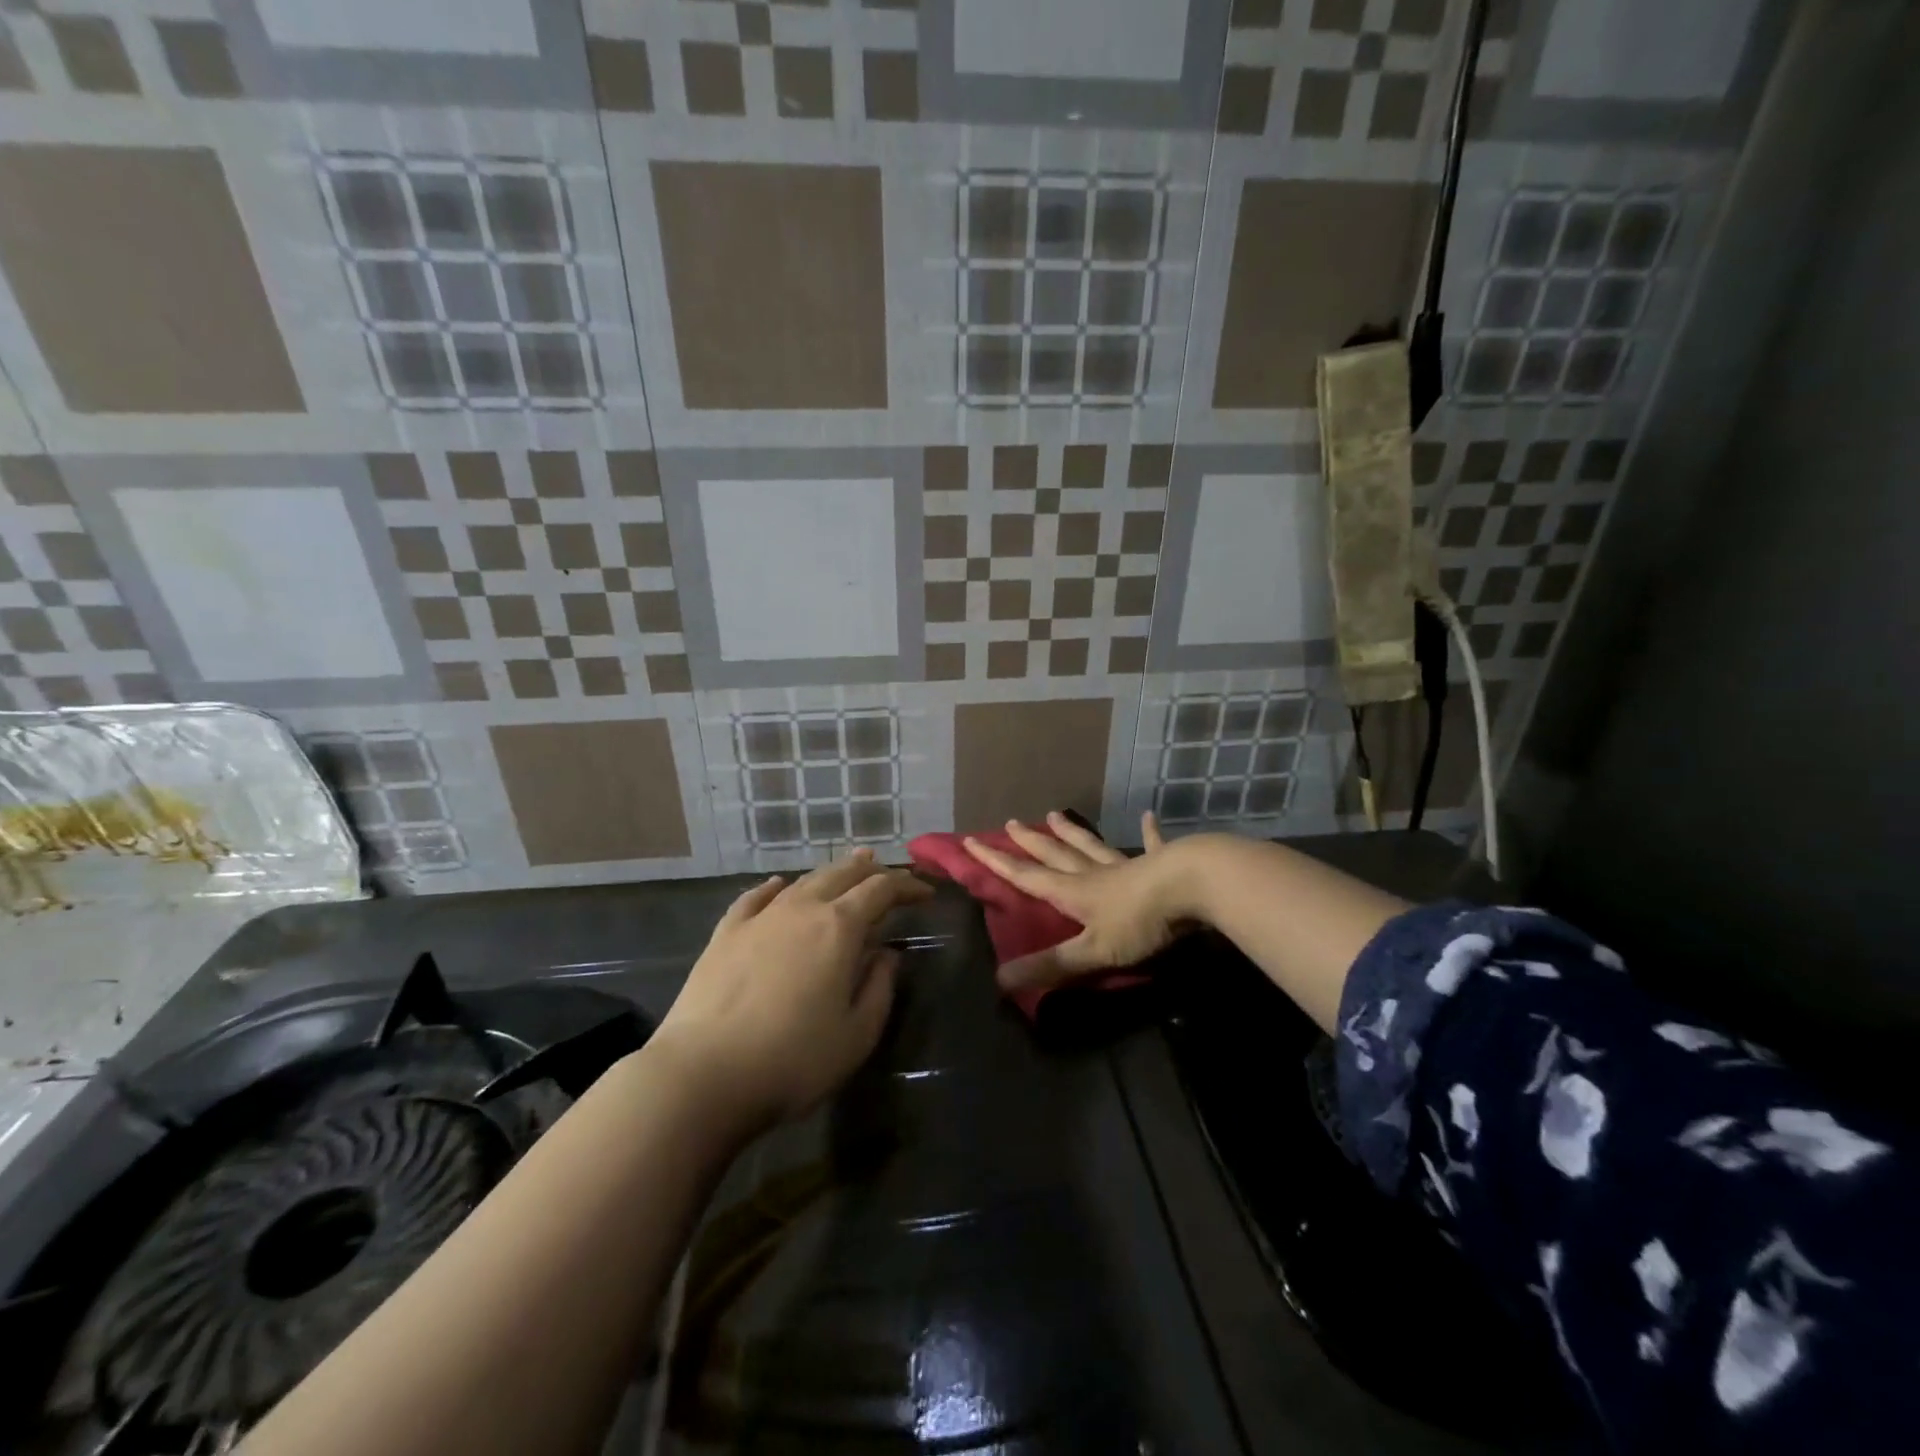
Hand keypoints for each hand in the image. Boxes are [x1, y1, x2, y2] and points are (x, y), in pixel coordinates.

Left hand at [652, 849, 931, 1132]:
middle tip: (891, 876)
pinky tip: (779, 885)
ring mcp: (760, 918)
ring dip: (832, 872)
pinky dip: (774, 888)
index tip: (925, 894)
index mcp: (840, 928)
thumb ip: (879, 987)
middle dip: (872, 871)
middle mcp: (802, 909)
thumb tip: (886, 954)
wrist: (703, 1075)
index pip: (881, 890)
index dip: (907, 887)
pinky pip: (755, 898)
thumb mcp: (857, 1034)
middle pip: (843, 874)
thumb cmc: (793, 1060)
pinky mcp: (725, 935)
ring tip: (849, 867)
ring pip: (803, 881)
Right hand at [963, 811, 1193, 994]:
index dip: (997, 862)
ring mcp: (1128, 865)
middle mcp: (1094, 874)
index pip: (1027, 877)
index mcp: (1074, 892)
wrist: (1193, 887)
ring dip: (1073, 832)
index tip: (971, 842)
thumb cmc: (1140, 921)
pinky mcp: (1161, 863)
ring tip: (1054, 814)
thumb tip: (999, 981)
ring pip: (1092, 846)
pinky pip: (1152, 846)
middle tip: (1010, 822)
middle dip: (1030, 842)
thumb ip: (1051, 965)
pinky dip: (1149, 833)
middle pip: (1055, 855)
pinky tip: (1149, 817)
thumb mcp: (1093, 951)